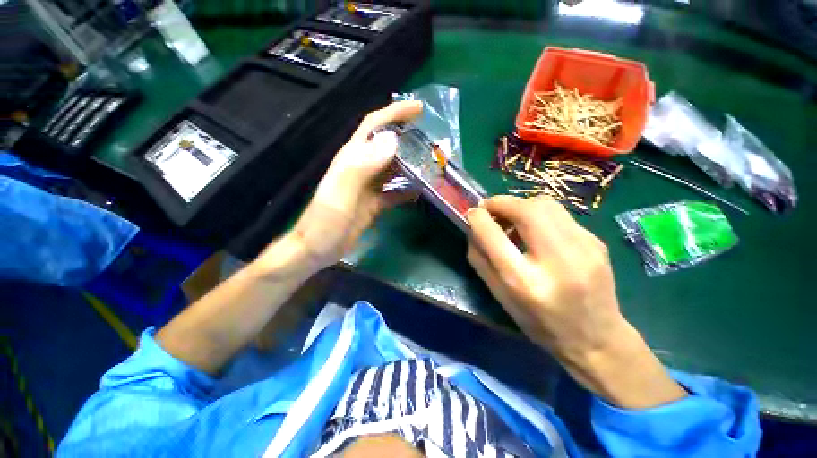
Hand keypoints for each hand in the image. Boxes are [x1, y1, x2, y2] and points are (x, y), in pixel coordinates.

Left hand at [264, 101, 422, 272]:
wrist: (316, 249)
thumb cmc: (325, 223)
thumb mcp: (342, 194)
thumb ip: (363, 167)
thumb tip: (392, 140)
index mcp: (352, 159)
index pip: (374, 126)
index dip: (395, 113)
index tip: (419, 109)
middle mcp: (361, 168)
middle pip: (388, 146)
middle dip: (410, 140)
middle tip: (435, 144)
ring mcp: (369, 186)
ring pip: (394, 169)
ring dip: (412, 165)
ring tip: (432, 165)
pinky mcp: (374, 202)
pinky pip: (394, 192)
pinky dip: (407, 190)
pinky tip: (420, 191)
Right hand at [466, 195, 624, 361]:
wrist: (596, 339)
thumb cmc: (539, 322)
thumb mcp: (500, 297)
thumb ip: (481, 260)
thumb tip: (473, 228)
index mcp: (524, 282)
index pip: (494, 236)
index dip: (479, 219)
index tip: (473, 213)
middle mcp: (556, 261)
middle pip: (526, 211)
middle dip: (502, 203)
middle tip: (490, 209)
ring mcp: (583, 249)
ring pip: (546, 205)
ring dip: (521, 205)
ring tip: (512, 218)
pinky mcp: (596, 242)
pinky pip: (560, 215)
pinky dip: (539, 215)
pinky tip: (537, 231)